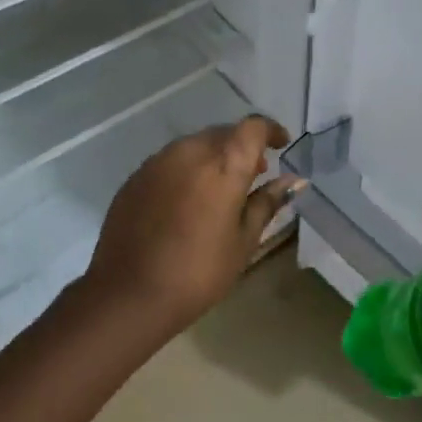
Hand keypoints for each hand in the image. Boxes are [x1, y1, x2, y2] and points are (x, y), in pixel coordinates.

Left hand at [81, 116, 304, 334]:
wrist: (128, 294)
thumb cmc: (198, 271)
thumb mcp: (243, 241)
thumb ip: (267, 202)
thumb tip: (293, 180)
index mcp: (224, 163)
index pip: (254, 127)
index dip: (271, 131)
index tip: (281, 145)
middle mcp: (190, 151)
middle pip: (223, 133)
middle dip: (242, 146)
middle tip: (254, 174)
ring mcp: (158, 161)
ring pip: (195, 145)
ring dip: (213, 156)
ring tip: (220, 188)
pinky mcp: (136, 177)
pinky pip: (170, 161)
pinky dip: (187, 170)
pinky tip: (187, 201)